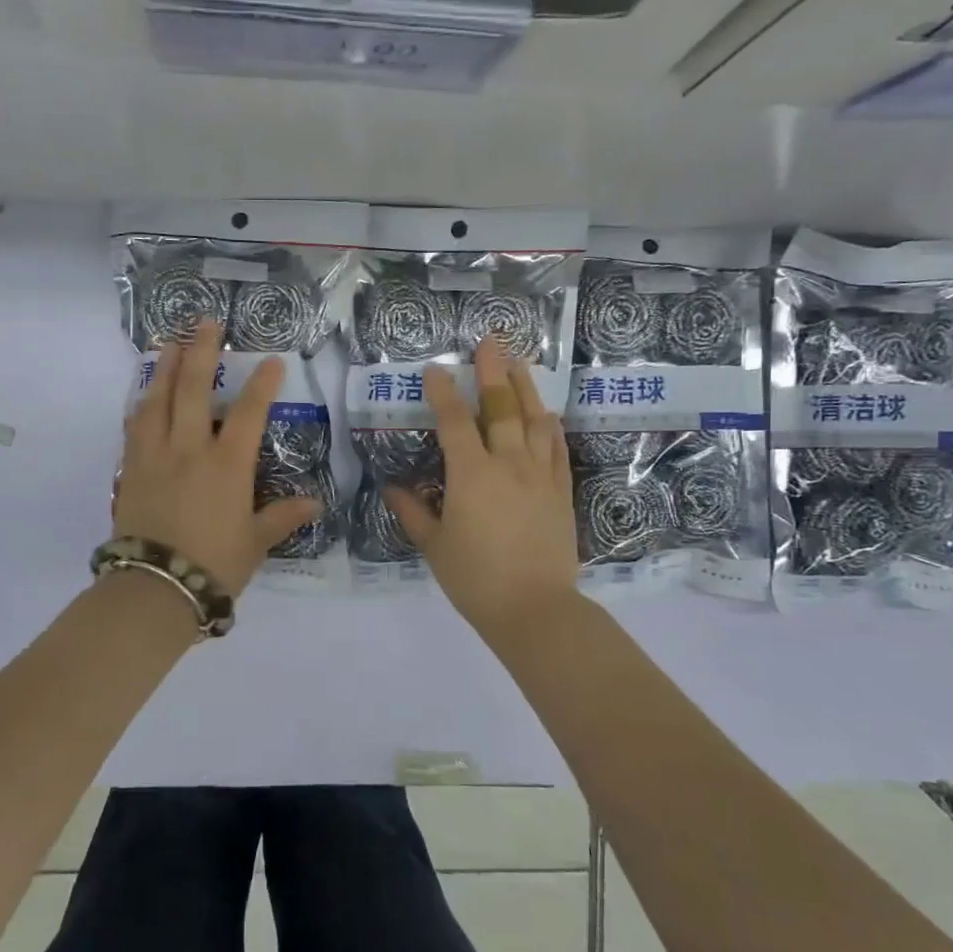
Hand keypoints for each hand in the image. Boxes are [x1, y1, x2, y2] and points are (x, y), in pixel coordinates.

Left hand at [115, 321, 321, 595]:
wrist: (155, 588)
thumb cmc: (214, 565)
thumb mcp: (255, 542)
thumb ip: (282, 517)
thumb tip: (314, 503)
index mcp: (227, 465)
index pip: (247, 413)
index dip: (262, 384)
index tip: (271, 361)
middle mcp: (188, 450)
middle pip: (192, 390)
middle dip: (201, 352)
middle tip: (205, 323)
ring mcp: (154, 456)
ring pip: (156, 400)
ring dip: (164, 368)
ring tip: (169, 344)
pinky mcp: (129, 470)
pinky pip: (134, 427)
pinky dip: (141, 405)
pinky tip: (143, 396)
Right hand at [385, 337, 578, 642]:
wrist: (535, 609)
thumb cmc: (475, 579)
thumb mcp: (434, 546)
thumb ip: (412, 512)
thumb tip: (391, 488)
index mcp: (471, 475)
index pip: (455, 421)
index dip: (443, 392)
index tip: (435, 369)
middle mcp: (508, 464)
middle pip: (502, 407)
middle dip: (492, 372)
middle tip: (490, 342)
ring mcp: (540, 475)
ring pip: (535, 420)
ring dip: (526, 388)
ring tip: (519, 364)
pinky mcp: (561, 491)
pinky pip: (557, 448)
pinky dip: (551, 426)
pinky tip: (547, 414)